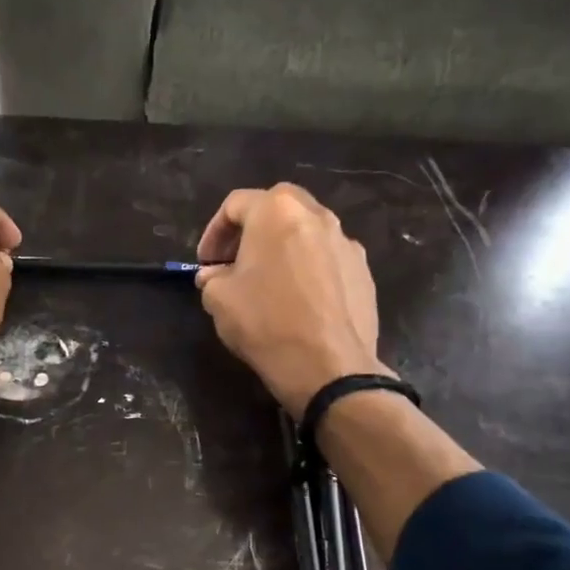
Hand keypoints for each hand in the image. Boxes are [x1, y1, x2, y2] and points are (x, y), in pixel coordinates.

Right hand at [194, 184, 389, 417]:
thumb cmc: (265, 322)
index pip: (236, 204)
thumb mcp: (218, 300)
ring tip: (269, 280)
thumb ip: (212, 278)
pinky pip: (328, 258)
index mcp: (276, 212)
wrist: (328, 365)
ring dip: (283, 247)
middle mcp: (317, 216)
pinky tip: (299, 300)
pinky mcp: (364, 271)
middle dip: (252, 228)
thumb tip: (215, 276)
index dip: (213, 231)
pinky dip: (309, 268)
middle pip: (278, 205)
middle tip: (236, 260)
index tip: (205, 263)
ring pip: (307, 231)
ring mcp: (347, 242)